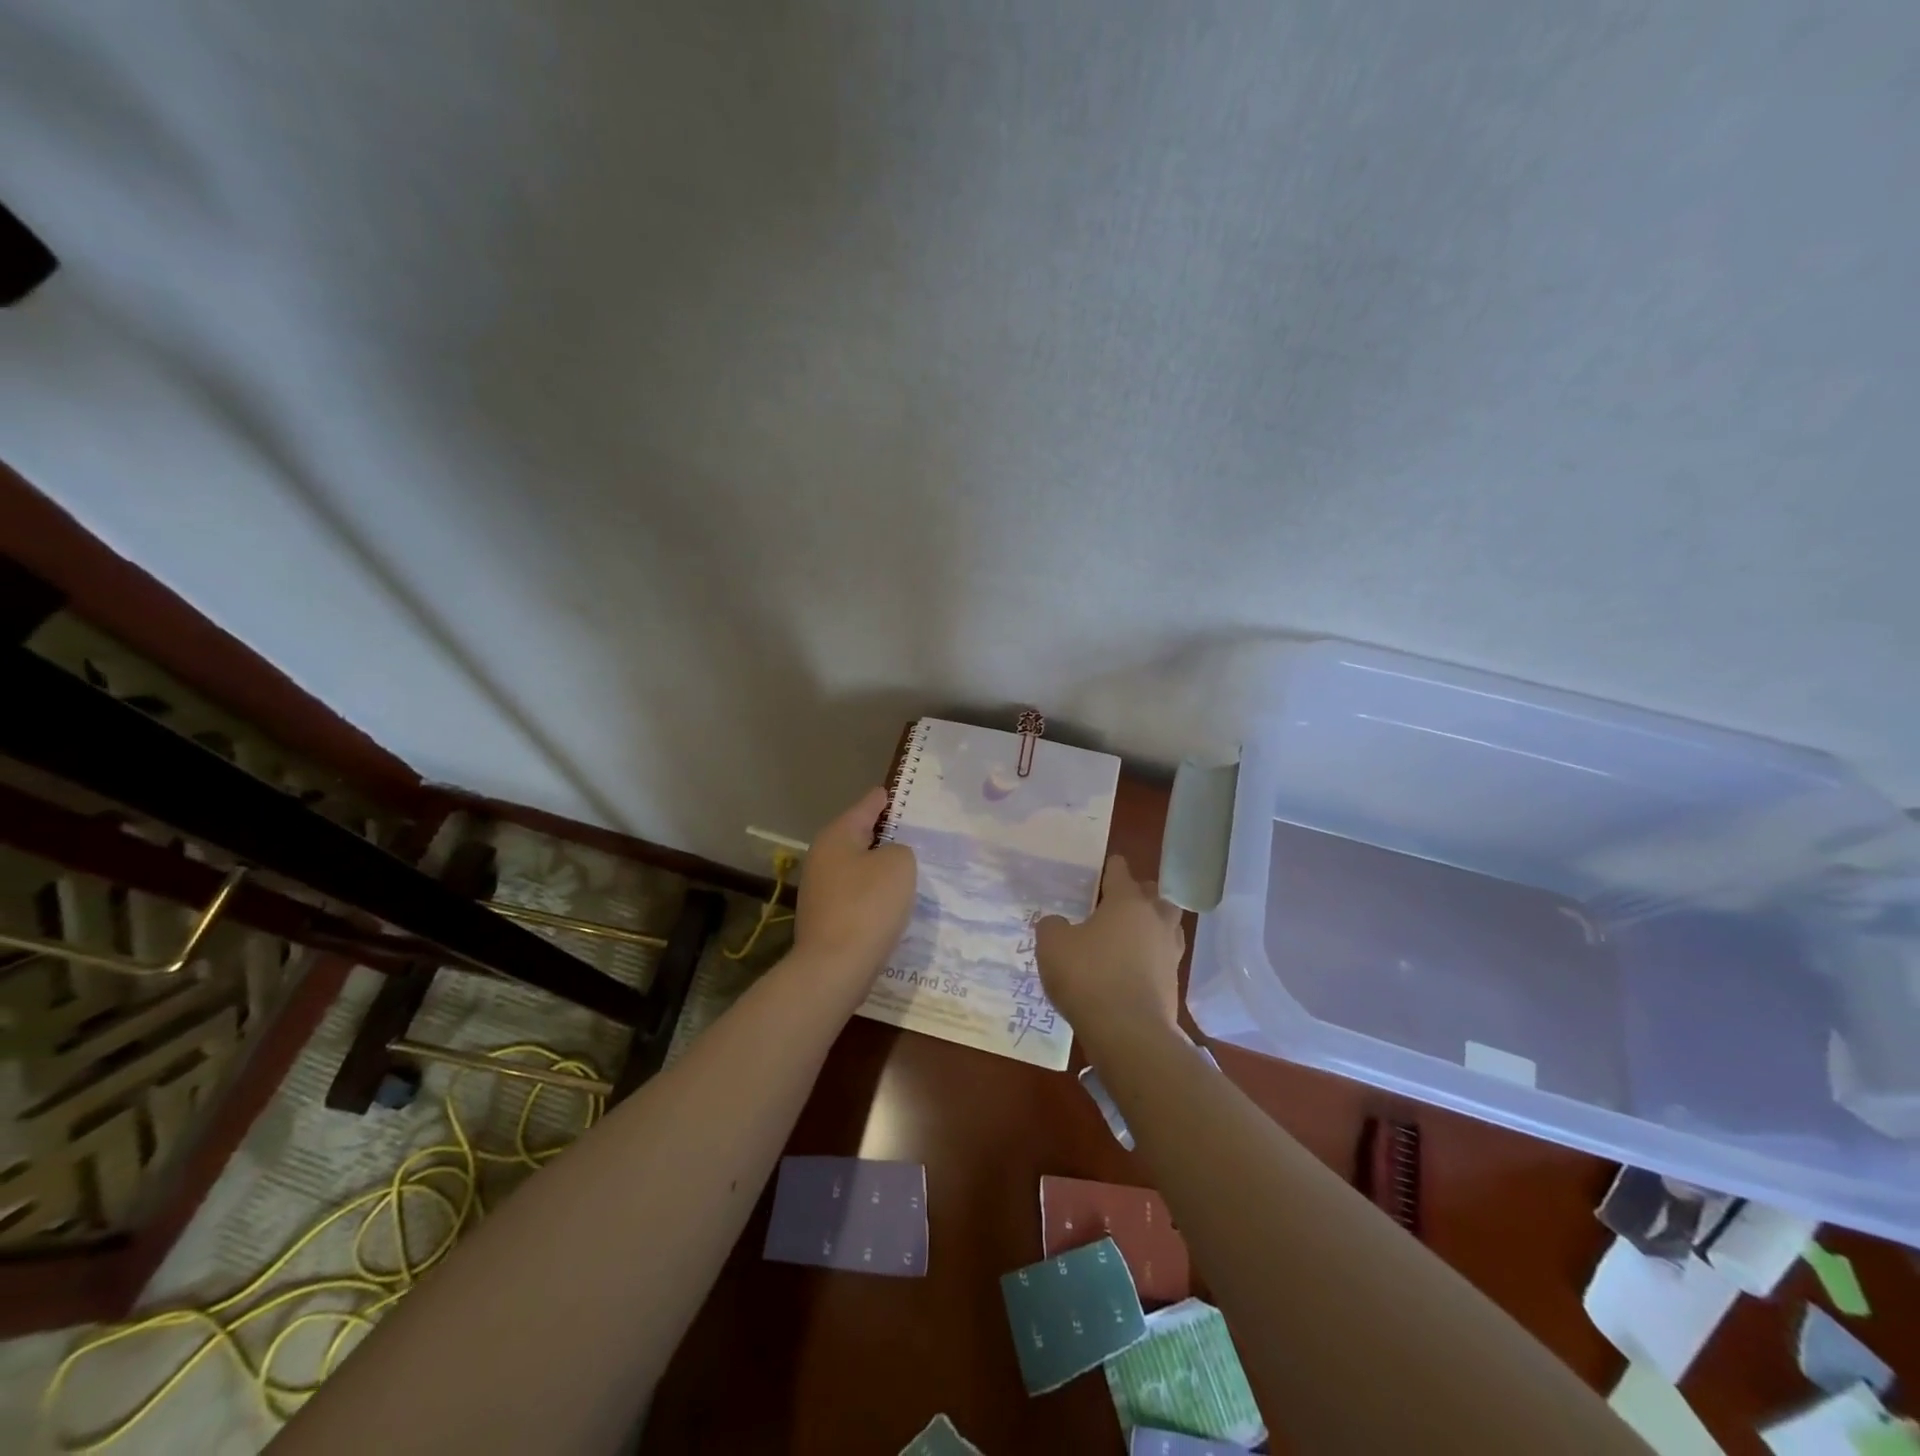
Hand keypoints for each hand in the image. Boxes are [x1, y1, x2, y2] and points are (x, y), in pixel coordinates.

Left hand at [792, 787, 917, 984]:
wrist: (835, 967)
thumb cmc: (869, 906)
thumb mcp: (899, 865)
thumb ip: (899, 850)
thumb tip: (887, 860)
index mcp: (837, 836)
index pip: (866, 806)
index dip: (884, 799)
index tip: (897, 793)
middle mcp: (822, 857)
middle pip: (858, 837)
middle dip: (884, 836)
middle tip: (914, 834)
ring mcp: (820, 890)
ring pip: (857, 868)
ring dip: (879, 868)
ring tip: (909, 870)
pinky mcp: (825, 918)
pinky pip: (856, 895)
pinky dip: (873, 894)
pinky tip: (891, 903)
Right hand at [1036, 855, 1185, 1042]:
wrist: (1129, 1033)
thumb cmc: (1089, 976)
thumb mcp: (1053, 945)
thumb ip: (1052, 926)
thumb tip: (1058, 923)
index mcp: (1127, 900)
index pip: (1120, 870)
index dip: (1108, 867)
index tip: (1100, 869)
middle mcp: (1155, 918)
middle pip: (1152, 894)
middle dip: (1137, 894)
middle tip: (1115, 904)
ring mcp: (1170, 950)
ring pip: (1165, 924)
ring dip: (1150, 924)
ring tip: (1127, 935)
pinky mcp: (1174, 981)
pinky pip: (1163, 957)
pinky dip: (1150, 956)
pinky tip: (1132, 967)